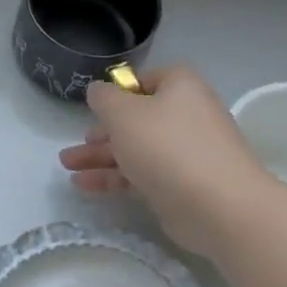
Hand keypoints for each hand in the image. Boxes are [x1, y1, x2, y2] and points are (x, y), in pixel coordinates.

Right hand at [59, 64, 276, 256]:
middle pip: (136, 118)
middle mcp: (186, 115)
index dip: (118, 91)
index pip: (144, 80)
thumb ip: (103, 98)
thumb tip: (99, 91)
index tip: (94, 108)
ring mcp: (186, 152)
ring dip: (100, 156)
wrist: (220, 207)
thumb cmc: (167, 147)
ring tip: (67, 166)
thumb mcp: (123, 113)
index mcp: (180, 87)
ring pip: (135, 148)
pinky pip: (142, 174)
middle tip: (76, 143)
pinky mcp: (182, 185)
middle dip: (102, 131)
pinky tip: (84, 185)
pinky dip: (114, 178)